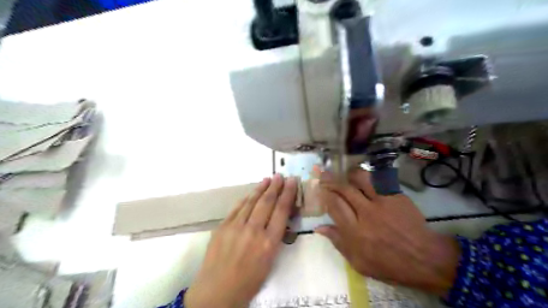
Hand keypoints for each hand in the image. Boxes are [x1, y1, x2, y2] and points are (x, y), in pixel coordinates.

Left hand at [187, 175, 297, 306]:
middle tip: (280, 175)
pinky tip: (251, 193)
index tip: (291, 181)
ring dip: (261, 189)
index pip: (281, 211)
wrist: (216, 292)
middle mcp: (253, 231)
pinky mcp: (222, 227)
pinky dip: (246, 199)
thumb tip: (279, 219)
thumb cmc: (248, 282)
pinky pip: (237, 208)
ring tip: (268, 179)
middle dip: (275, 186)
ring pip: (251, 201)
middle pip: (267, 202)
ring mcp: (236, 227)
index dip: (287, 194)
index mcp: (269, 243)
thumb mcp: (269, 262)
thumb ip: (274, 238)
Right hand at [318, 169, 460, 295]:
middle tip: (324, 174)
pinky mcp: (396, 197)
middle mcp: (366, 214)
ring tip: (344, 174)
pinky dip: (369, 178)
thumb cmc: (390, 264)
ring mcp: (382, 203)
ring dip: (349, 175)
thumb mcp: (359, 263)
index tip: (320, 189)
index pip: (334, 206)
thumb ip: (338, 243)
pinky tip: (364, 178)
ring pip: (361, 179)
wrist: (425, 259)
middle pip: (344, 189)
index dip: (325, 194)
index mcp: (355, 232)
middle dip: (331, 180)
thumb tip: (319, 228)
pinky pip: (379, 181)